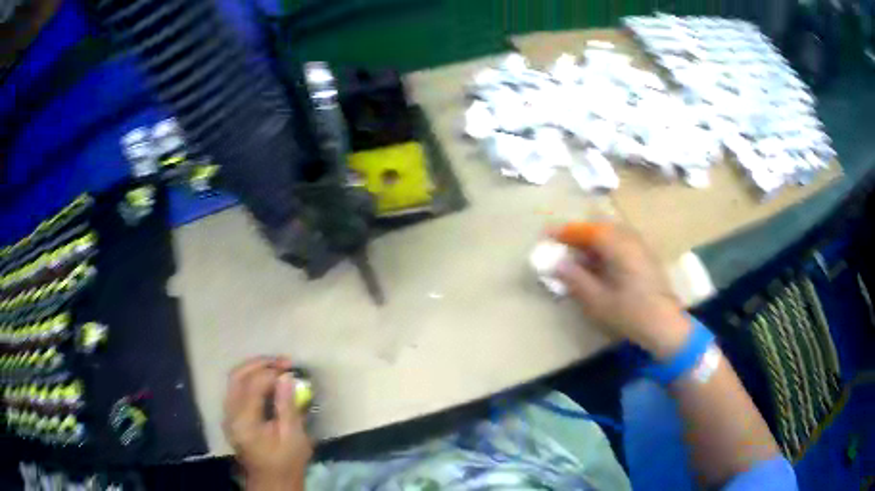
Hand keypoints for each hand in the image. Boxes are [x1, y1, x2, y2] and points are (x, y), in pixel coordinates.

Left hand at [223, 356, 312, 490]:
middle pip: (237, 376)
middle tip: (283, 361)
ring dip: (254, 368)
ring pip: (234, 379)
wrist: (272, 481)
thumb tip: (287, 377)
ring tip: (276, 366)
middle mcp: (230, 414)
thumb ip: (288, 406)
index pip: (253, 385)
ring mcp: (228, 414)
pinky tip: (267, 380)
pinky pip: (236, 388)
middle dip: (260, 363)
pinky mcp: (231, 416)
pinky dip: (250, 378)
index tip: (292, 370)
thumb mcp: (293, 437)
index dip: (272, 373)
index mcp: (244, 422)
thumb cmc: (286, 462)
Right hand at [551, 223, 690, 359]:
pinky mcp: (646, 257)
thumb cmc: (631, 314)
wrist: (666, 326)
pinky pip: (621, 242)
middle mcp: (631, 239)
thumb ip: (576, 279)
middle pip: (601, 227)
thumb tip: (557, 264)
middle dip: (579, 234)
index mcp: (619, 247)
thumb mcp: (598, 301)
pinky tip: (600, 264)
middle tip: (562, 245)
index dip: (567, 231)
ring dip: (593, 240)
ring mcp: (641, 246)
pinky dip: (605, 247)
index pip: (588, 230)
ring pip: (612, 233)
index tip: (547, 235)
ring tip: (578, 255)